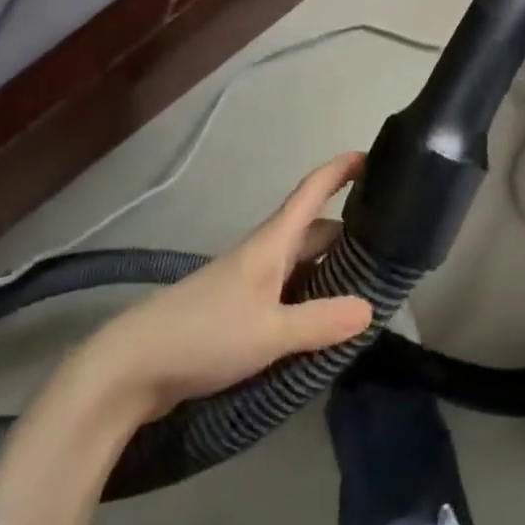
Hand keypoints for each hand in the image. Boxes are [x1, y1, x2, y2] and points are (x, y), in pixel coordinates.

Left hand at [76, 153, 375, 421]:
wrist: (133, 366)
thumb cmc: (204, 333)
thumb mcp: (270, 332)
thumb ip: (321, 321)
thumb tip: (371, 308)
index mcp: (272, 243)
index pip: (312, 192)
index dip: (341, 170)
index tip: (373, 157)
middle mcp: (263, 254)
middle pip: (314, 231)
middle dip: (351, 233)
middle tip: (392, 248)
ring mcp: (250, 282)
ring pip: (302, 264)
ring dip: (332, 269)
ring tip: (370, 286)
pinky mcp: (239, 310)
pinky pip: (288, 292)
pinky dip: (312, 296)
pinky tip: (327, 321)